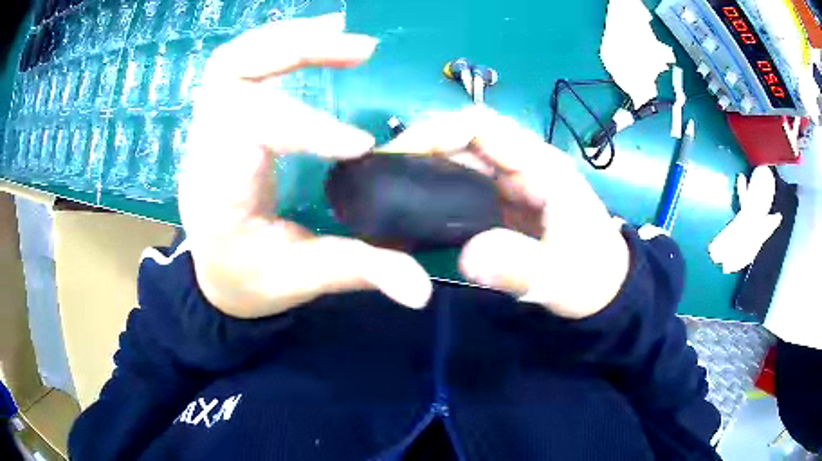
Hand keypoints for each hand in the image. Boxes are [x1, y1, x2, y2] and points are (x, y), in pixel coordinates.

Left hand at [178, 14, 432, 318]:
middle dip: (298, 51)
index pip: (249, 131)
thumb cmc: (251, 279)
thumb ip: (359, 272)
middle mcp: (204, 148)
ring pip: (233, 59)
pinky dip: (275, 43)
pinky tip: (315, 38)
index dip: (306, 127)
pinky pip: (238, 65)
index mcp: (218, 191)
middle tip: (361, 49)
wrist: (216, 275)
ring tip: (342, 32)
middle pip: (233, 72)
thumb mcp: (302, 280)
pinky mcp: (219, 118)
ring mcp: (207, 127)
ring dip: (288, 37)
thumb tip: (422, 292)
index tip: (362, 146)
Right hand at [383, 106, 629, 318]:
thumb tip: (467, 258)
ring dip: (423, 168)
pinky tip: (413, 210)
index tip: (399, 154)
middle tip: (380, 176)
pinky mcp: (502, 203)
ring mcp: (511, 183)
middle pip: (463, 138)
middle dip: (420, 148)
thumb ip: (522, 267)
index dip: (438, 130)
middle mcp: (522, 165)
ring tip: (388, 191)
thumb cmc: (593, 276)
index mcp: (540, 166)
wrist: (605, 287)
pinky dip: (434, 190)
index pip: (483, 126)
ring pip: (460, 160)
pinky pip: (462, 185)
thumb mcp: (564, 278)